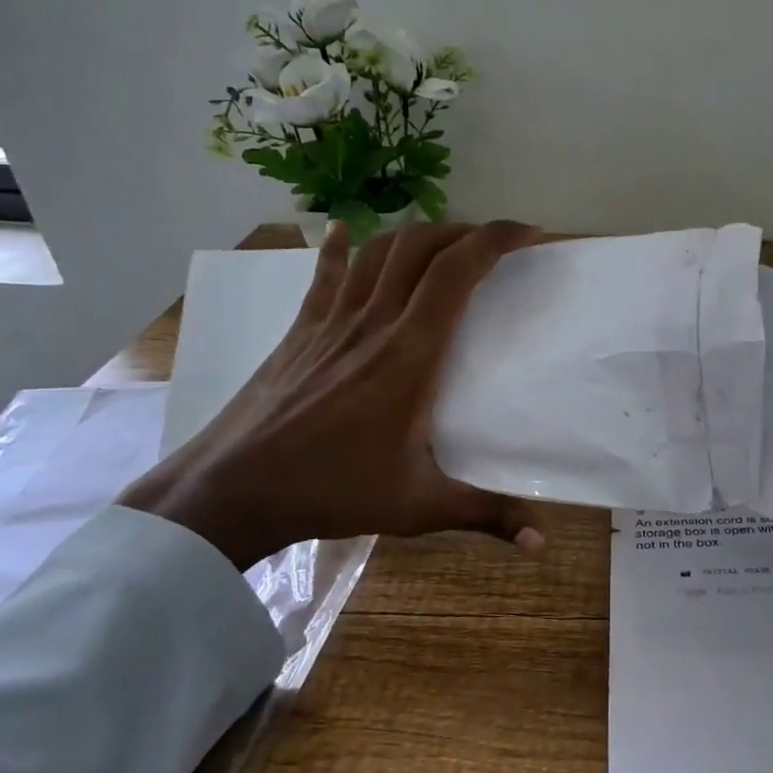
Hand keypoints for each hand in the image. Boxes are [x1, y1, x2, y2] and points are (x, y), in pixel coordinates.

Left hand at [120, 220, 547, 570]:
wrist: (230, 492)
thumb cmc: (330, 492)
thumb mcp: (418, 506)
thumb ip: (486, 515)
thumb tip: (543, 542)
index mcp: (409, 354)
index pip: (456, 273)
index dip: (495, 240)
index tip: (528, 234)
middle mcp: (372, 323)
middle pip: (421, 248)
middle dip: (464, 232)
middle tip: (495, 244)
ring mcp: (330, 322)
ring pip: (378, 253)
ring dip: (417, 237)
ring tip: (445, 243)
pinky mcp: (301, 331)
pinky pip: (326, 276)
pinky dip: (342, 249)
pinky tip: (345, 231)